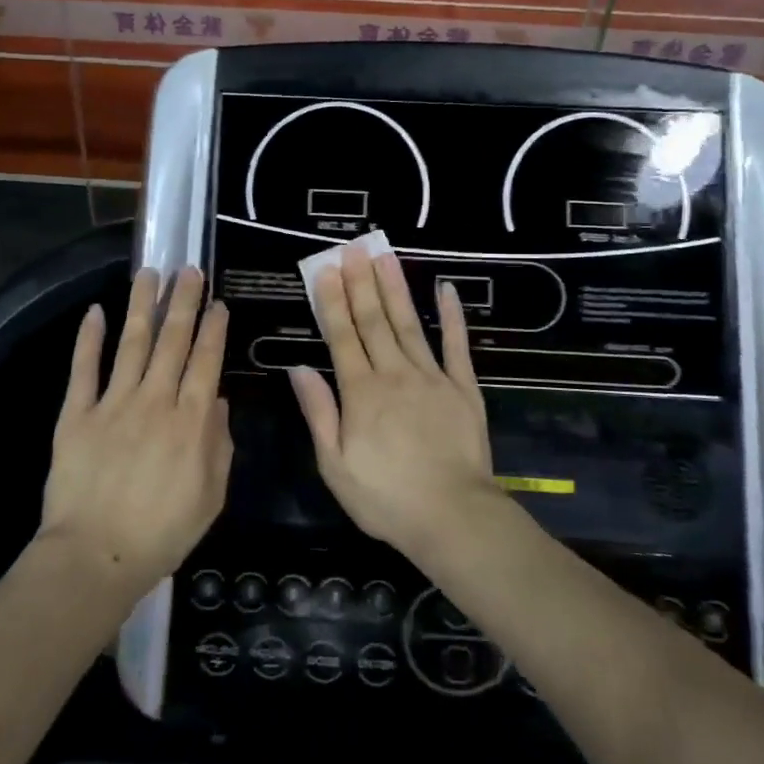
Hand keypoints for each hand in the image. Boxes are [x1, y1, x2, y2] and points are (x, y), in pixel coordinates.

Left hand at [42, 267, 232, 593]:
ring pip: (132, 342)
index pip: (206, 361)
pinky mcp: (77, 414)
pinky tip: (95, 311)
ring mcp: (113, 403)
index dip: (213, 329)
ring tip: (149, 273)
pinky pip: (84, 369)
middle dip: (183, 302)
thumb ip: (219, 445)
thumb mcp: (211, 496)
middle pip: (172, 341)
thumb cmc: (162, 533)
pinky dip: (89, 338)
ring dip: (142, 305)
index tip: (218, 303)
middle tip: (189, 270)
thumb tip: (216, 400)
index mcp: (191, 421)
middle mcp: (155, 400)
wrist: (95, 557)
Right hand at [290, 243, 501, 558]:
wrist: (452, 516)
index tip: (326, 269)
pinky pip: (456, 345)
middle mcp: (394, 374)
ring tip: (385, 255)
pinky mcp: (463, 388)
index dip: (332, 301)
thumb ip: (319, 412)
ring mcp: (432, 377)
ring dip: (395, 288)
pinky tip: (446, 289)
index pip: (342, 336)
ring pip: (409, 324)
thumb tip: (299, 368)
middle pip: (374, 321)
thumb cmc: (386, 497)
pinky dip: (452, 316)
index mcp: (361, 393)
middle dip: (361, 282)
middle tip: (353, 248)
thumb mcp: (335, 464)